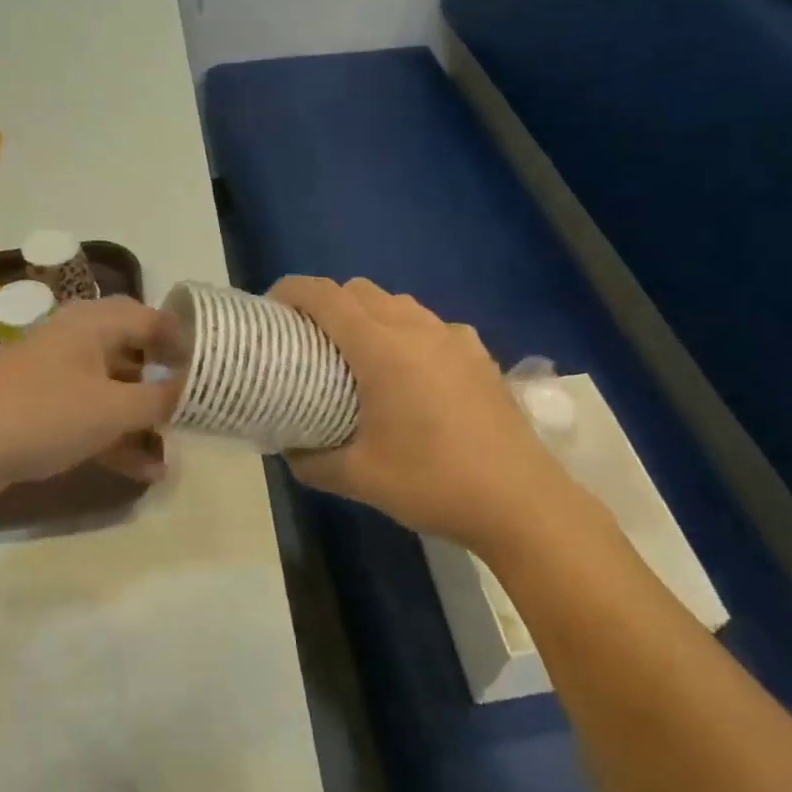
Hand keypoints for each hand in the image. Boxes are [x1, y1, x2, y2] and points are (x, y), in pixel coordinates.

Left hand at [0, 296, 182, 510]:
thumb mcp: (111, 408)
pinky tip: (144, 471)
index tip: (214, 372)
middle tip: (197, 409)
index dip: (186, 343)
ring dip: (144, 420)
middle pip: (135, 355)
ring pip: (114, 390)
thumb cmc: (41, 414)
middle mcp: (76, 340)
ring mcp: (56, 375)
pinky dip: (116, 437)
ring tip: (176, 450)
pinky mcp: (42, 409)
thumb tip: (193, 391)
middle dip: (166, 385)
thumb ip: (159, 400)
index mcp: (93, 323)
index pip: (153, 319)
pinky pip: (91, 416)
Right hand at [268, 276, 575, 557]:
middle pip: (359, 290)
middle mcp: (417, 328)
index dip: (291, 292)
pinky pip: (430, 325)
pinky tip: (411, 372)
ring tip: (356, 355)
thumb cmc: (433, 483)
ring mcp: (454, 337)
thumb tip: (290, 449)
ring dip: (367, 314)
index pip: (325, 295)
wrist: (520, 501)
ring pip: (397, 302)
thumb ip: (312, 461)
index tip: (271, 310)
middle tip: (308, 340)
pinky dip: (406, 331)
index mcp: (381, 348)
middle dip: (326, 302)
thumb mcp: (358, 479)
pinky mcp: (478, 354)